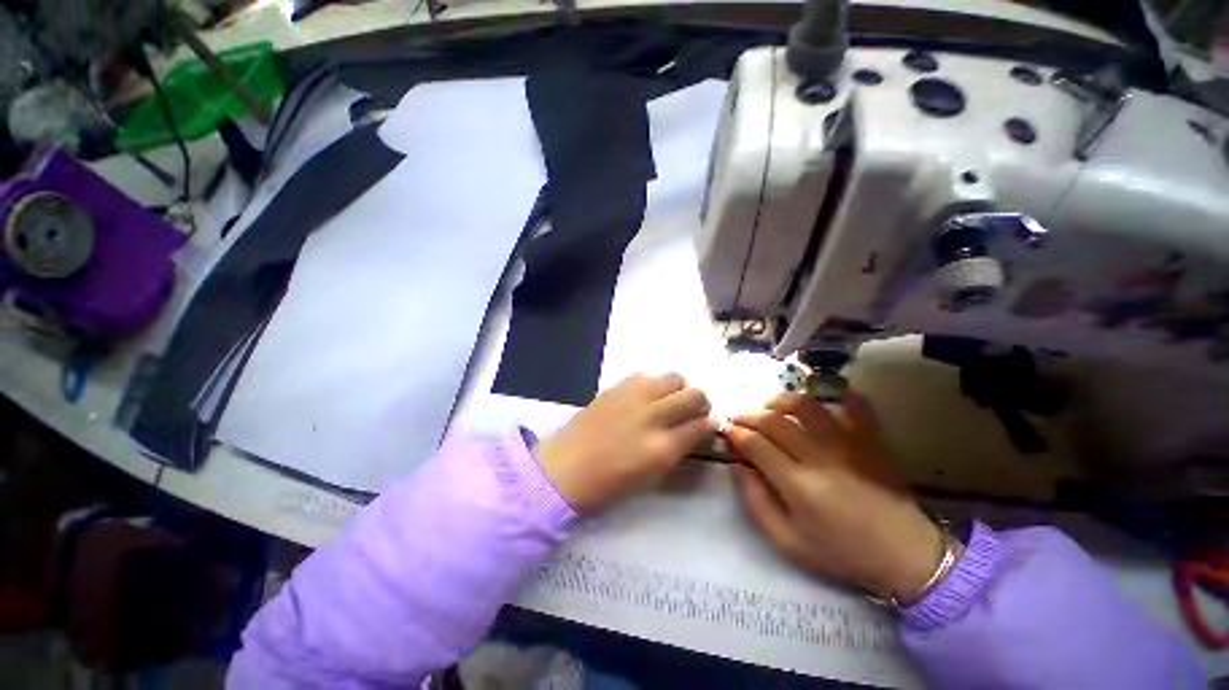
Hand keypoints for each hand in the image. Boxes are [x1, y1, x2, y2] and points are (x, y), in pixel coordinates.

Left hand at [536, 373, 719, 511]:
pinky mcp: (617, 386)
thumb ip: (678, 449)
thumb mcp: (652, 475)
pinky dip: (653, 385)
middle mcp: (653, 416)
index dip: (710, 424)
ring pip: (674, 377)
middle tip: (693, 411)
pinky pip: (647, 376)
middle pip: (695, 394)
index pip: (702, 425)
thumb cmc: (609, 484)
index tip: (707, 425)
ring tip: (669, 401)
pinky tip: (644, 398)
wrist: (565, 468)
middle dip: (701, 402)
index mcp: (663, 448)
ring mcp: (634, 397)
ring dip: (679, 389)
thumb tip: (697, 430)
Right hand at [727, 391, 956, 601]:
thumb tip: (738, 464)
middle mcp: (820, 457)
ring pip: (805, 406)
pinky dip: (842, 396)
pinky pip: (857, 407)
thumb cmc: (841, 552)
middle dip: (748, 414)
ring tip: (770, 407)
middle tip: (738, 417)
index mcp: (798, 485)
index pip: (756, 443)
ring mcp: (848, 444)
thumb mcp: (787, 541)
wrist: (905, 556)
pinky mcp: (872, 440)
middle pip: (774, 420)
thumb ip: (756, 501)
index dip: (736, 433)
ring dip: (780, 400)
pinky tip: (830, 396)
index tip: (727, 430)